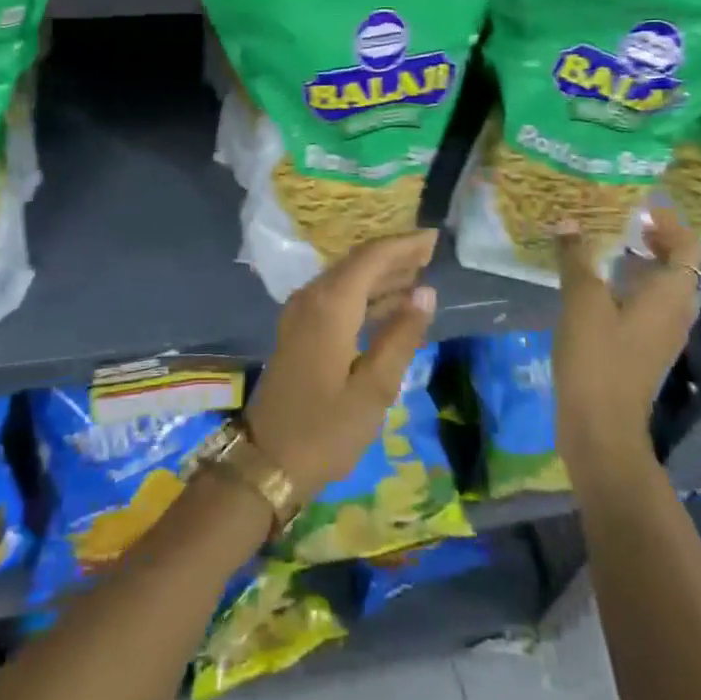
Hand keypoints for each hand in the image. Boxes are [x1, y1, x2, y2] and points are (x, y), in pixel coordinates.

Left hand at [244, 231, 438, 504]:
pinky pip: (337, 297)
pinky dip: (365, 295)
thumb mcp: (374, 388)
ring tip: (419, 275)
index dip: (404, 245)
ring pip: (346, 279)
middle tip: (431, 253)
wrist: (266, 460)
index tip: (434, 238)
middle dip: (394, 256)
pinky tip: (389, 305)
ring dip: (381, 275)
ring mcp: (301, 313)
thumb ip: (401, 336)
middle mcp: (312, 298)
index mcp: (330, 305)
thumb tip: (426, 292)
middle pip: (357, 263)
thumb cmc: (325, 429)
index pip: (371, 258)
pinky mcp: (298, 330)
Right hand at [552, 206, 700, 470]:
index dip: (669, 222)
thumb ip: (576, 257)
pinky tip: (594, 284)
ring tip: (603, 244)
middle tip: (618, 219)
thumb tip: (568, 221)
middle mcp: (676, 311)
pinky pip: (646, 305)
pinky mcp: (643, 348)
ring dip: (640, 262)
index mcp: (671, 295)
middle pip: (678, 265)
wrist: (601, 425)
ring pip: (661, 286)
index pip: (688, 246)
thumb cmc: (598, 356)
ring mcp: (661, 333)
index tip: (638, 205)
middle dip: (653, 239)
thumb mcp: (582, 299)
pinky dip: (628, 286)